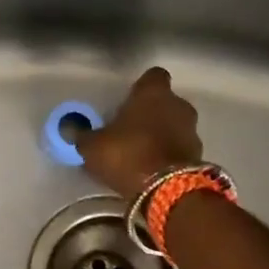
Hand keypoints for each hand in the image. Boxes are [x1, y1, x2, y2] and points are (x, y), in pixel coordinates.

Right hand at [80, 67, 203, 197]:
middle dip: (152, 112)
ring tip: (141, 152)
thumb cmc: (128, 155)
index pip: (153, 76)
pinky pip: (180, 148)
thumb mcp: (93, 146)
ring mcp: (192, 131)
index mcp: (153, 93)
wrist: (169, 191)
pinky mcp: (198, 157)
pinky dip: (169, 154)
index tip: (129, 98)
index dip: (142, 86)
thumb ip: (82, 135)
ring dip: (162, 134)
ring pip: (175, 125)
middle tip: (131, 128)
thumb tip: (69, 129)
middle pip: (166, 102)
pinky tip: (152, 168)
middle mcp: (178, 106)